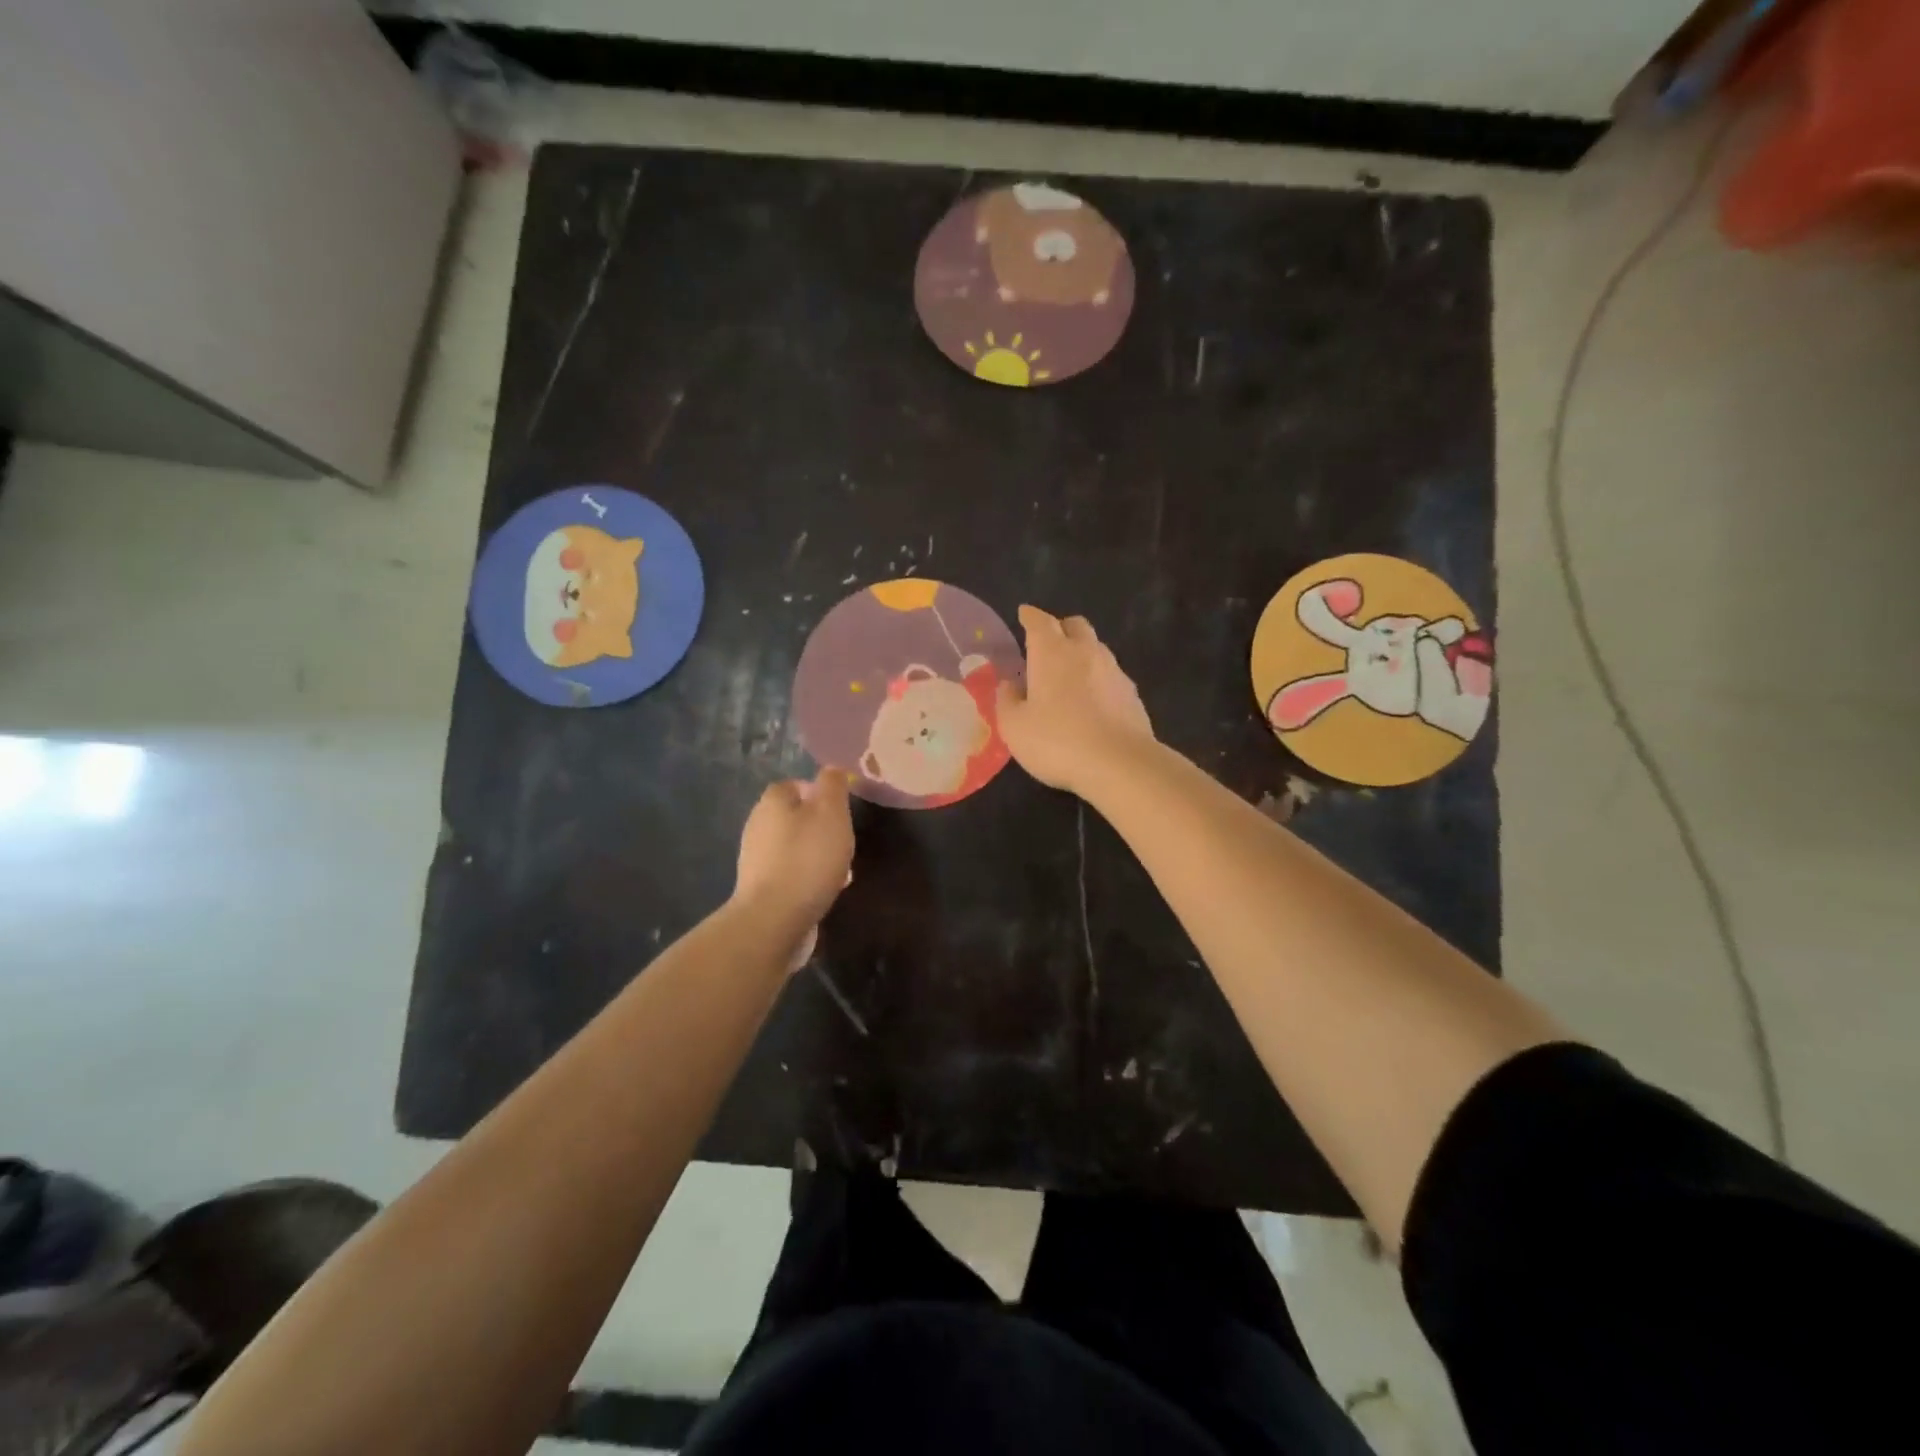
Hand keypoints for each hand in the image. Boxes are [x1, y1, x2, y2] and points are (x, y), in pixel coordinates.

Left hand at [733, 770, 854, 942]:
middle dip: (821, 827)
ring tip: (840, 871)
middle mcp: (758, 824)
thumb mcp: (831, 813)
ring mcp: (755, 858)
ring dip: (817, 853)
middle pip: (795, 816)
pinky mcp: (759, 887)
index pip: (795, 784)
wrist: (774, 918)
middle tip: (843, 842)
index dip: (820, 793)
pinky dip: (808, 876)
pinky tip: (824, 890)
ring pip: (794, 846)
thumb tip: (832, 769)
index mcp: (773, 801)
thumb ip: (833, 785)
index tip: (841, 811)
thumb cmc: (808, 858)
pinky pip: (790, 872)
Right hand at [997, 606, 1154, 797]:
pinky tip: (1092, 701)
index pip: (1039, 621)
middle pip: (1075, 625)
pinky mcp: (1132, 694)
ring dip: (1081, 653)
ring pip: (1096, 648)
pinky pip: (1111, 674)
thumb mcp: (1015, 727)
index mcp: (1052, 652)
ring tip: (1069, 674)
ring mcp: (1114, 671)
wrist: (1120, 764)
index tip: (1024, 614)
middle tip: (1047, 644)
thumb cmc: (1057, 741)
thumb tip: (1009, 684)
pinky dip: (1098, 678)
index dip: (1030, 616)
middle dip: (1060, 628)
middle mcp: (1085, 652)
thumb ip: (1007, 701)